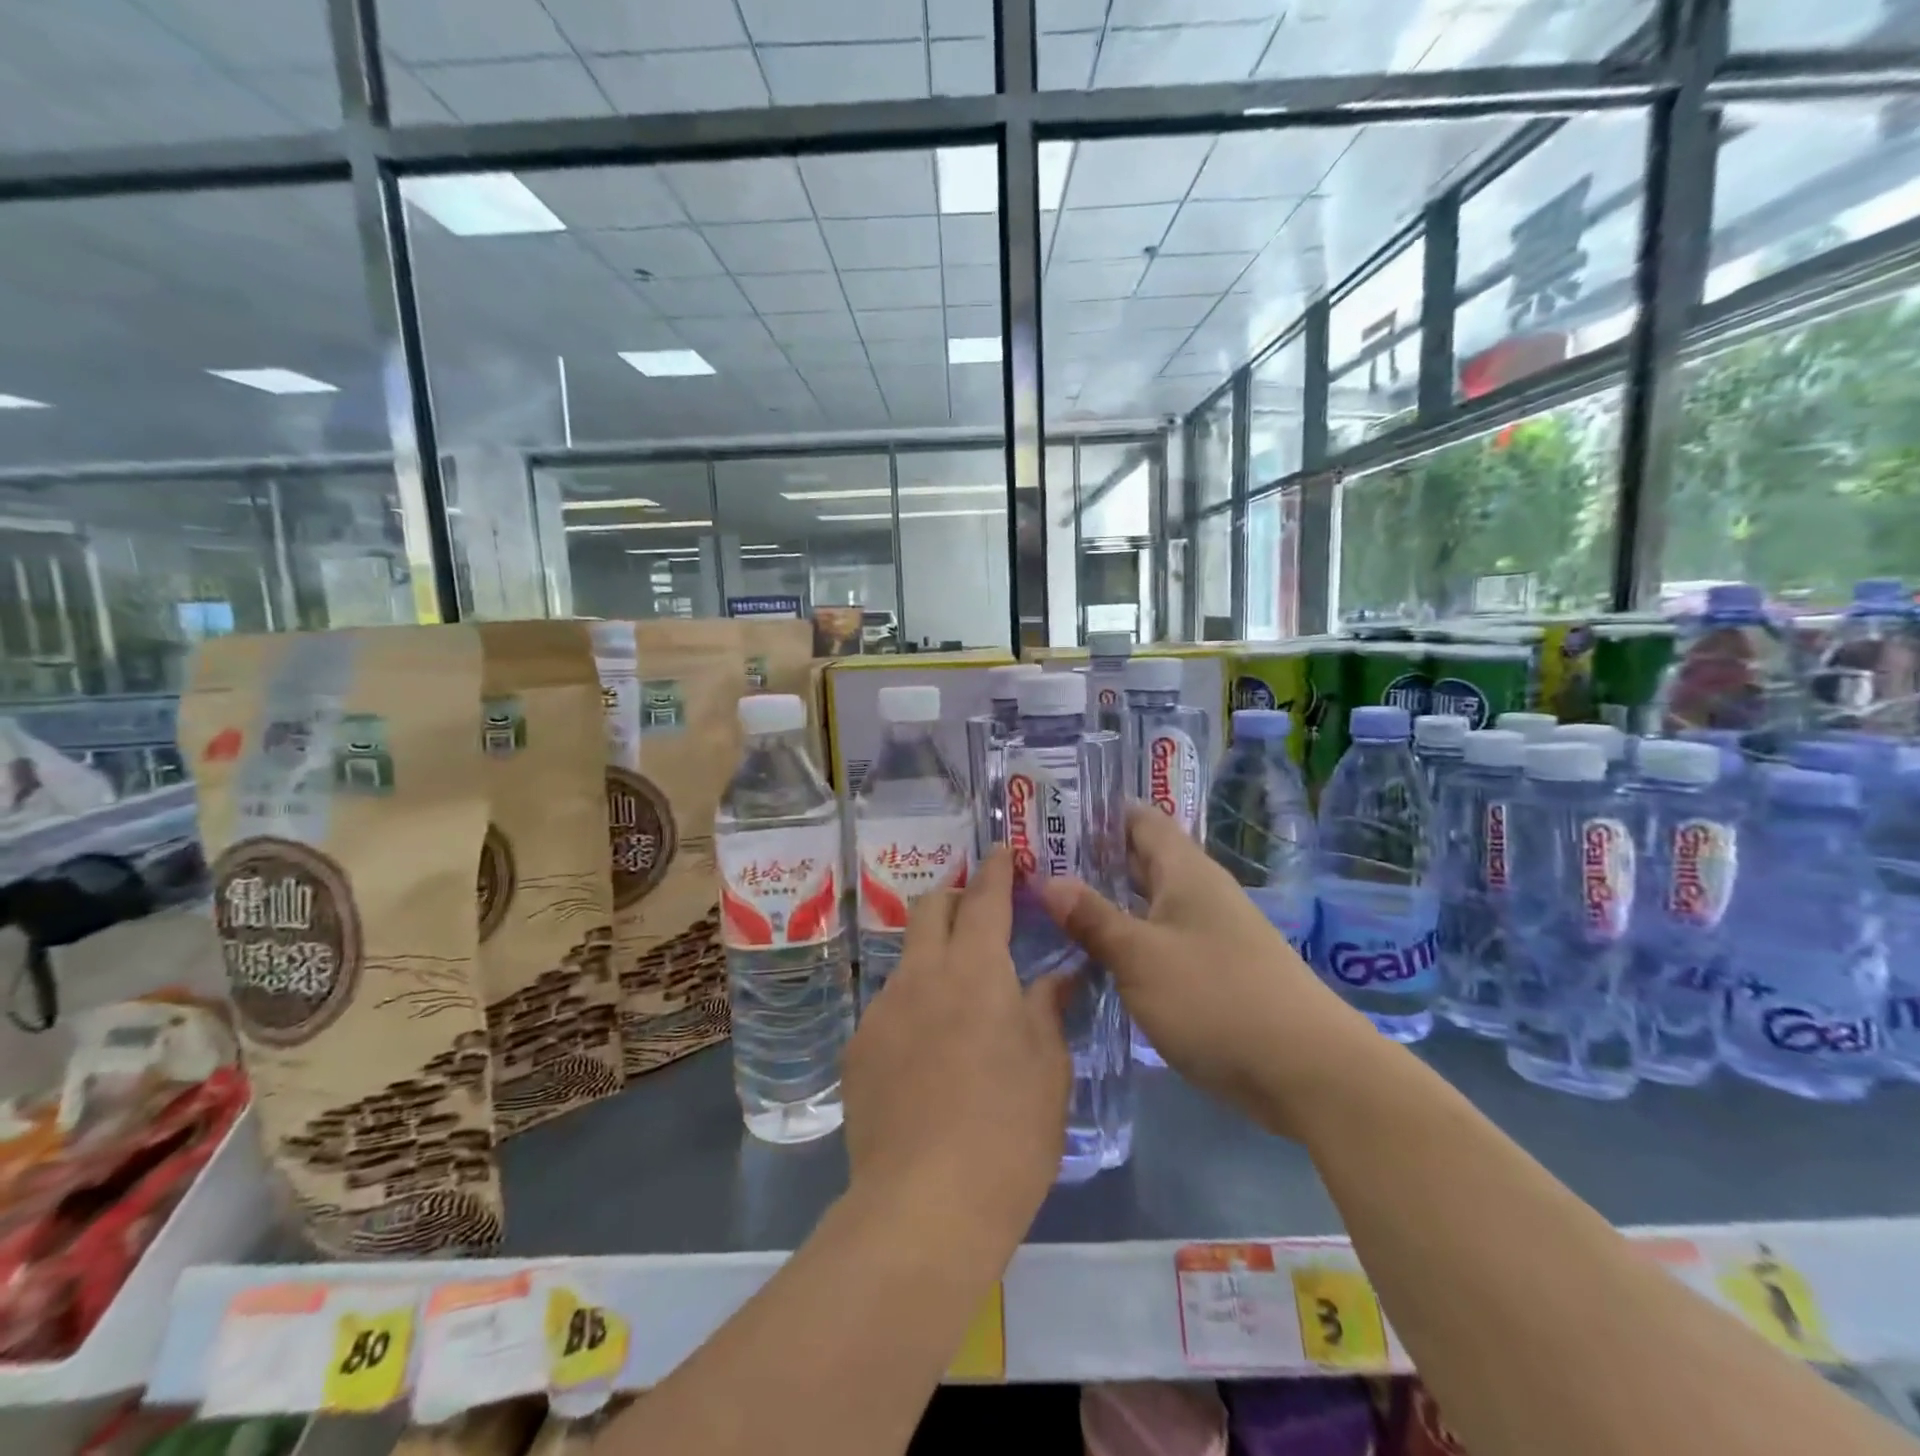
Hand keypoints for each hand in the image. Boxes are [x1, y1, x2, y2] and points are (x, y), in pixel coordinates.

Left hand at [843, 849, 1072, 1242]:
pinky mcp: (858, 1049)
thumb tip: (1060, 975)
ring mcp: (883, 1009)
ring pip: (908, 958)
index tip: (1002, 852)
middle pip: (931, 908)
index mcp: (976, 970)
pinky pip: (890, 1008)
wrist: (923, 1207)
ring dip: (934, 957)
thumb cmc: (1008, 1133)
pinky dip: (914, 1008)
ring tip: (958, 998)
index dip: (996, 869)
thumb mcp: (1049, 1069)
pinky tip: (928, 1054)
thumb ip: (1049, 1010)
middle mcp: (922, 975)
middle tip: (979, 914)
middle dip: (955, 898)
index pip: (985, 898)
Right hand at [1038, 804, 1368, 1134]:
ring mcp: (1210, 933)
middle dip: (1094, 857)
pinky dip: (1128, 938)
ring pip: (1149, 902)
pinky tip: (1095, 955)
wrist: (1307, 1071)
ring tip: (1053, 903)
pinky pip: (1160, 939)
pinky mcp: (1213, 972)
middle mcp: (1199, 892)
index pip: (1140, 819)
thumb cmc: (1216, 998)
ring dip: (1108, 900)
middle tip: (1037, 860)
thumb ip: (1092, 918)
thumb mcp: (1141, 956)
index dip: (1099, 811)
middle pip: (1142, 859)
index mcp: (1185, 871)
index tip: (1051, 812)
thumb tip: (1047, 880)